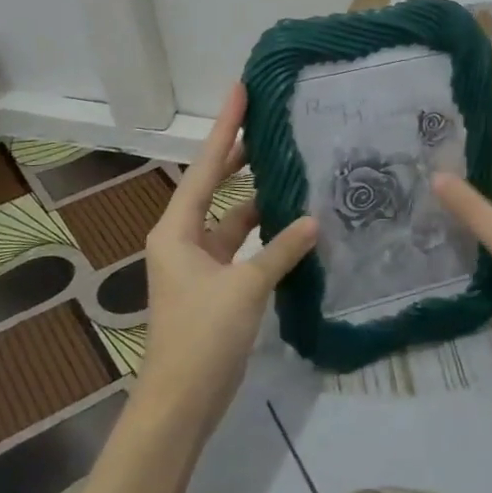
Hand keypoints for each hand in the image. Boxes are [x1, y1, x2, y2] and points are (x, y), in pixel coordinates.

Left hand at [139, 85, 316, 432]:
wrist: (181, 402)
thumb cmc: (202, 335)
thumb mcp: (245, 286)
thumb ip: (280, 250)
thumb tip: (314, 220)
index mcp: (177, 229)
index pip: (204, 166)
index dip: (225, 127)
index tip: (241, 90)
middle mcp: (183, 237)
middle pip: (214, 184)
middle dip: (238, 154)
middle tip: (268, 121)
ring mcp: (199, 262)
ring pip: (231, 217)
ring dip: (258, 198)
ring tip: (290, 168)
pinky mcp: (215, 285)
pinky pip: (241, 245)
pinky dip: (264, 234)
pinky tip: (292, 223)